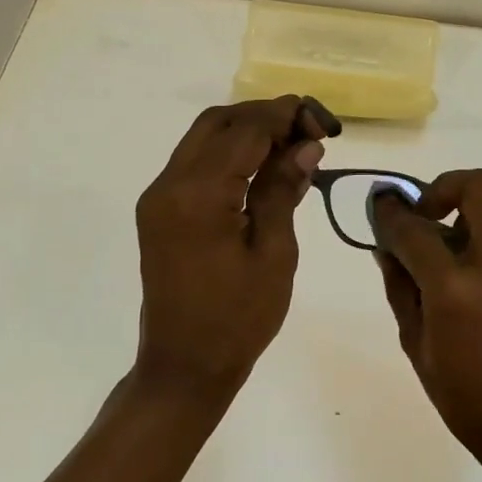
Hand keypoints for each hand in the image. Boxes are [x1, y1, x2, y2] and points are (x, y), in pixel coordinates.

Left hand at [131, 96, 327, 404]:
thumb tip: (305, 145)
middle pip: (218, 123)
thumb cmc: (238, 319)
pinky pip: (194, 163)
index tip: (323, 123)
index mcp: (198, 195)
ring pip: (203, 138)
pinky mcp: (158, 210)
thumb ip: (283, 190)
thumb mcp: (274, 254)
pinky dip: (228, 153)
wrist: (184, 366)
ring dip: (246, 131)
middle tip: (309, 131)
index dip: (285, 117)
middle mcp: (169, 184)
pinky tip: (262, 167)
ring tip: (292, 145)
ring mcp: (158, 196)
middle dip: (264, 116)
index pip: (245, 131)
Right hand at [369, 170, 481, 471]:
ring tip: (443, 241)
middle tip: (422, 218)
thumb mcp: (416, 344)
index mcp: (456, 288)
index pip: (415, 228)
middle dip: (443, 188)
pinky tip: (467, 262)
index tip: (378, 207)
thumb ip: (400, 287)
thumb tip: (386, 246)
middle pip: (477, 186)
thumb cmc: (466, 396)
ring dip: (467, 204)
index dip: (390, 213)